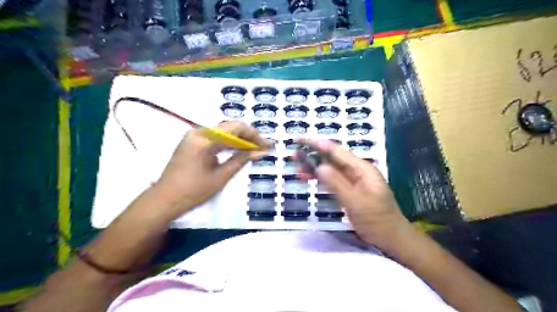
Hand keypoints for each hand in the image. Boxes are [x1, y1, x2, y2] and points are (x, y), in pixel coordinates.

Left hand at [155, 120, 273, 217]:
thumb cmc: (193, 191)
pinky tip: (239, 150)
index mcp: (204, 138)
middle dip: (249, 137)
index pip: (235, 127)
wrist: (165, 200)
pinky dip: (229, 143)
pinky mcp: (193, 143)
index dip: (254, 135)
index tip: (267, 145)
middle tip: (264, 147)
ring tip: (255, 149)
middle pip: (230, 127)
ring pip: (224, 132)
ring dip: (240, 140)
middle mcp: (199, 132)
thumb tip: (261, 152)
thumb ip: (241, 160)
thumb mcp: (221, 176)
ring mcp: (194, 136)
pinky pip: (216, 138)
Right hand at [298, 139, 410, 250]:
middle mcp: (356, 171)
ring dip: (314, 168)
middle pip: (331, 159)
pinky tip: (309, 179)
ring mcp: (353, 181)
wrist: (391, 237)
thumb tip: (318, 166)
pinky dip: (320, 179)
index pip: (336, 151)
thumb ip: (336, 183)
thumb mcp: (355, 201)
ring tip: (297, 169)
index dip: (317, 144)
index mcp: (361, 168)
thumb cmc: (376, 219)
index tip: (300, 140)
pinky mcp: (349, 191)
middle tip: (293, 155)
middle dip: (312, 155)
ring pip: (330, 170)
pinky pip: (332, 181)